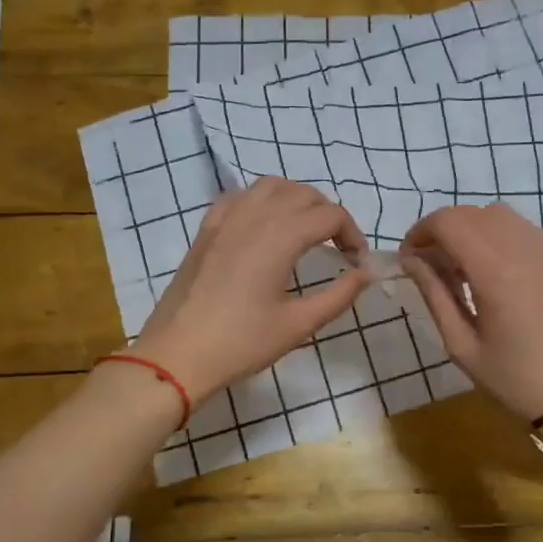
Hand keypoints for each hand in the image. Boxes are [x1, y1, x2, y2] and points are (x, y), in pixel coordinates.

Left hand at [131, 177, 371, 399]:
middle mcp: (254, 215)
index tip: (356, 264)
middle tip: (337, 248)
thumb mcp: (299, 324)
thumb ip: (339, 295)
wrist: (177, 354)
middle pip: (304, 193)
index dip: (352, 235)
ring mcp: (226, 219)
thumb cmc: (241, 342)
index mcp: (281, 236)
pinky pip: (239, 197)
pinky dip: (261, 202)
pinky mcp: (206, 229)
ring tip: (304, 231)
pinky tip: (263, 228)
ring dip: (296, 200)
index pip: (330, 215)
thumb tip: (365, 274)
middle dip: (328, 215)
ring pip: (270, 186)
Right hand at [400, 203, 542, 421]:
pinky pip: (523, 230)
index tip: (409, 258)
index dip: (421, 232)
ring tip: (461, 267)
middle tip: (431, 265)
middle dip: (443, 230)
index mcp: (496, 272)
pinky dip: (497, 237)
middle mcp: (524, 250)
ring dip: (471, 229)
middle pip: (472, 213)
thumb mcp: (461, 345)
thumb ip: (434, 294)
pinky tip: (493, 272)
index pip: (449, 222)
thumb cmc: (513, 379)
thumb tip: (411, 260)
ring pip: (499, 215)